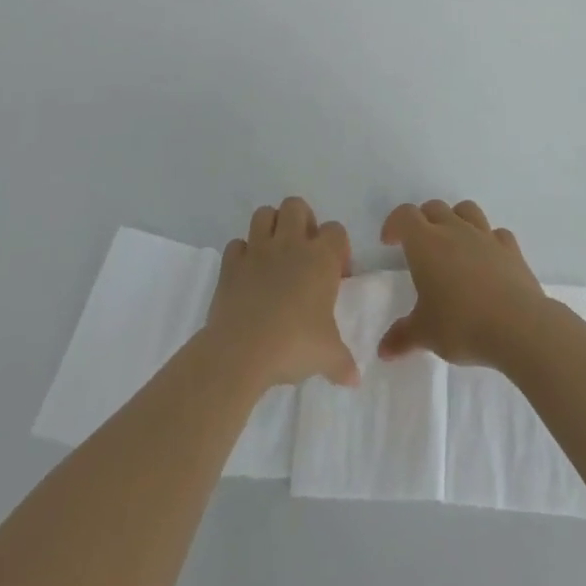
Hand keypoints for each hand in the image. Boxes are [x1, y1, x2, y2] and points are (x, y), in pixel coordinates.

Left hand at [204, 197, 357, 390]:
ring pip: (264, 214)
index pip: (336, 230)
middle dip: (302, 220)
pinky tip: (247, 274)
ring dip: (270, 227)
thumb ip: (343, 362)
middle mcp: (290, 244)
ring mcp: (257, 250)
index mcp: (320, 258)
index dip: (338, 247)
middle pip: (296, 206)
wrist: (241, 351)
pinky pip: (236, 245)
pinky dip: (242, 254)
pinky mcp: (231, 263)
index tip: (336, 274)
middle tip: (304, 251)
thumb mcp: (327, 356)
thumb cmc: (293, 344)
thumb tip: (355, 379)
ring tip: (275, 254)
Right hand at [378, 199, 550, 367]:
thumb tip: (383, 350)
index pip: (405, 216)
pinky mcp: (511, 249)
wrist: (518, 326)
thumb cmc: (462, 324)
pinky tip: (487, 259)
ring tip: (453, 243)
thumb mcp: (425, 334)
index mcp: (426, 243)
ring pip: (467, 210)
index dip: (394, 224)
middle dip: (423, 220)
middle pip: (434, 208)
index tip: (389, 242)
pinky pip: (496, 233)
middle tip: (418, 246)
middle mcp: (455, 230)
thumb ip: (402, 337)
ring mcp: (485, 236)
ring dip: (456, 219)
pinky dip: (489, 240)